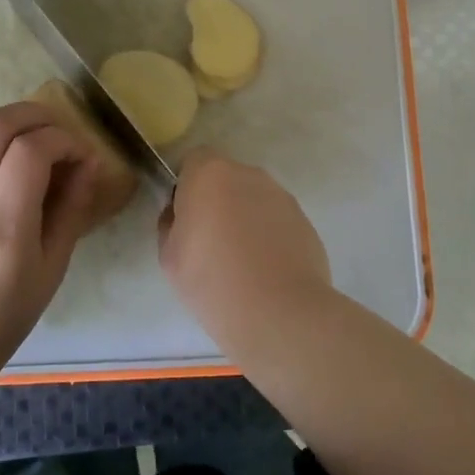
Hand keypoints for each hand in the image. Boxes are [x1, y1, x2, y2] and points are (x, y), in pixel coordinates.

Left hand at [0, 102, 102, 382]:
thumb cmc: (6, 312)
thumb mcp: (53, 267)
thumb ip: (73, 208)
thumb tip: (89, 162)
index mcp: (4, 229)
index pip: (30, 153)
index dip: (62, 140)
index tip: (79, 153)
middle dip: (33, 115)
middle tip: (55, 130)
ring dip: (2, 120)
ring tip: (25, 135)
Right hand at [158, 148, 331, 344]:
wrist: (279, 313)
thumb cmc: (212, 280)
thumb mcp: (169, 256)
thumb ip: (170, 224)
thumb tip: (182, 216)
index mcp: (210, 174)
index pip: (194, 161)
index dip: (186, 186)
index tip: (185, 219)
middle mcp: (249, 174)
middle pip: (226, 179)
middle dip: (217, 201)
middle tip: (210, 243)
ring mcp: (282, 196)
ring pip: (253, 199)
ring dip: (245, 218)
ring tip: (241, 262)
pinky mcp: (305, 221)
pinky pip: (276, 220)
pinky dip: (269, 236)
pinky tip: (266, 271)